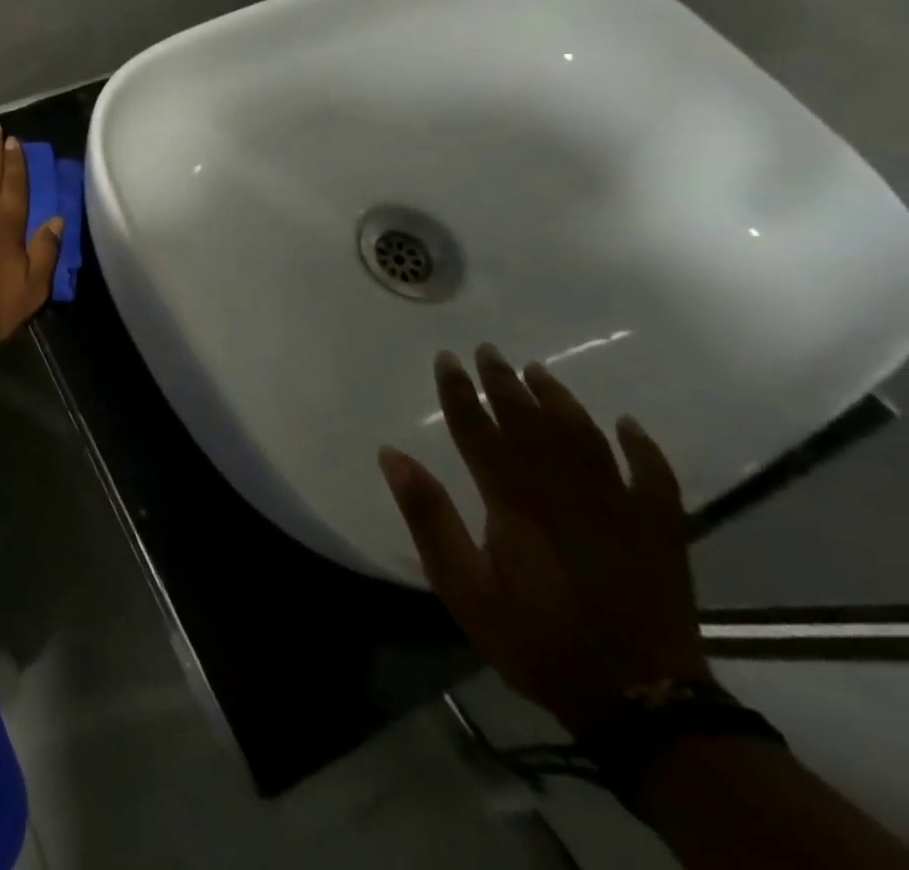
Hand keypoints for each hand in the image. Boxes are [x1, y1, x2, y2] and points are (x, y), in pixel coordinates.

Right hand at [378, 345, 710, 737]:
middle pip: (530, 423)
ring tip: (538, 370)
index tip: (446, 358)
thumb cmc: (536, 640)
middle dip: (504, 383)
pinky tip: (628, 425)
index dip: (459, 392)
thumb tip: (392, 454)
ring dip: (560, 401)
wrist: (642, 703)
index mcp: (515, 502)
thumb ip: (429, 517)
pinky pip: (655, 479)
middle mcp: (566, 492)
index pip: (480, 431)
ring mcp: (619, 510)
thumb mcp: (462, 587)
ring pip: (586, 438)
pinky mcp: (660, 534)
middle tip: (487, 349)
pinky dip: (643, 449)